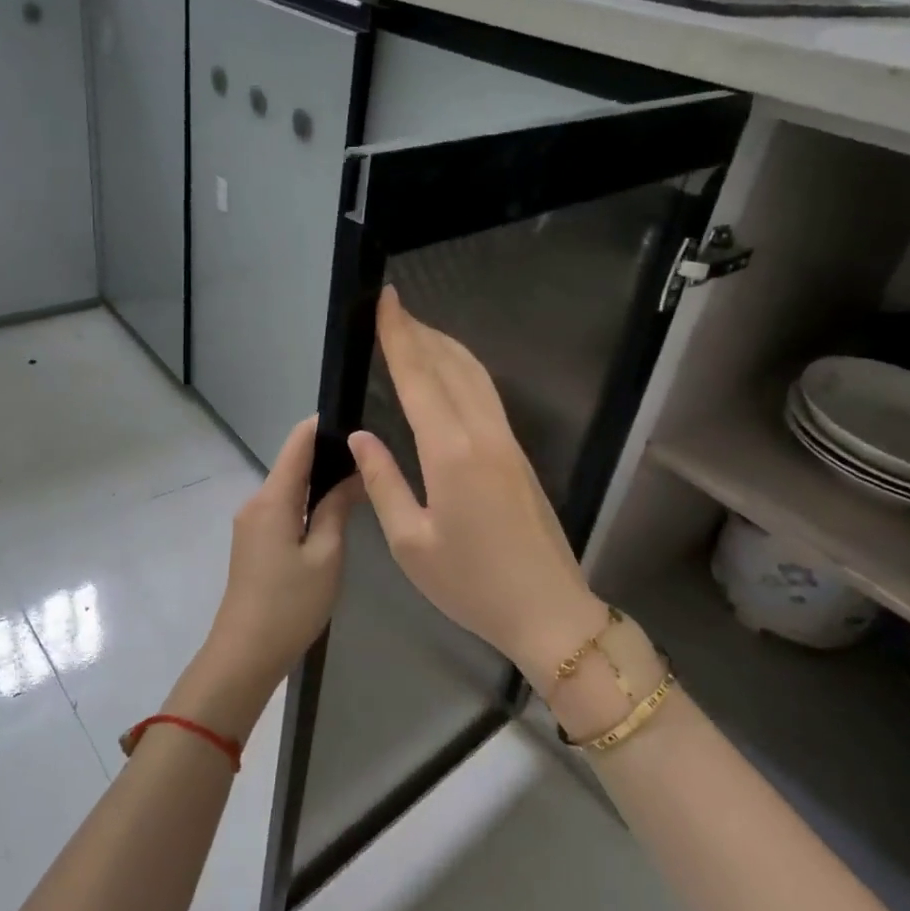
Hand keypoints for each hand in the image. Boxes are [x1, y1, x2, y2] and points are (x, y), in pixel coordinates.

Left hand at [169, 417, 361, 740]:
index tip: (357, 418)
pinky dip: (307, 503)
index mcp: (272, 499)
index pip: (297, 442)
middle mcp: (256, 501)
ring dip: (319, 481)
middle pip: (293, 464)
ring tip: (360, 481)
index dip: (323, 424)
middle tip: (371, 456)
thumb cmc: (290, 604)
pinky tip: (333, 512)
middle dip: (328, 455)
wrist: (244, 653)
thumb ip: (337, 508)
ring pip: (289, 487)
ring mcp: (251, 522)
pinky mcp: (253, 541)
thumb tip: (354, 473)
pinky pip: (283, 508)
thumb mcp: (326, 556)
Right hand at [347, 287, 609, 685]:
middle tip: (394, 308)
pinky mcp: (518, 454)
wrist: (548, 610)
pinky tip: (450, 374)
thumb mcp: (410, 544)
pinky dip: (463, 370)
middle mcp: (482, 434)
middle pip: (449, 366)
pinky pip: (487, 395)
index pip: (418, 378)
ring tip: (418, 330)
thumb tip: (361, 437)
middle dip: (420, 332)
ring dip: (445, 346)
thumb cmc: (471, 584)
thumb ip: (383, 483)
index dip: (399, 336)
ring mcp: (507, 441)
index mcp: (451, 453)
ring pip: (475, 376)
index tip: (386, 301)